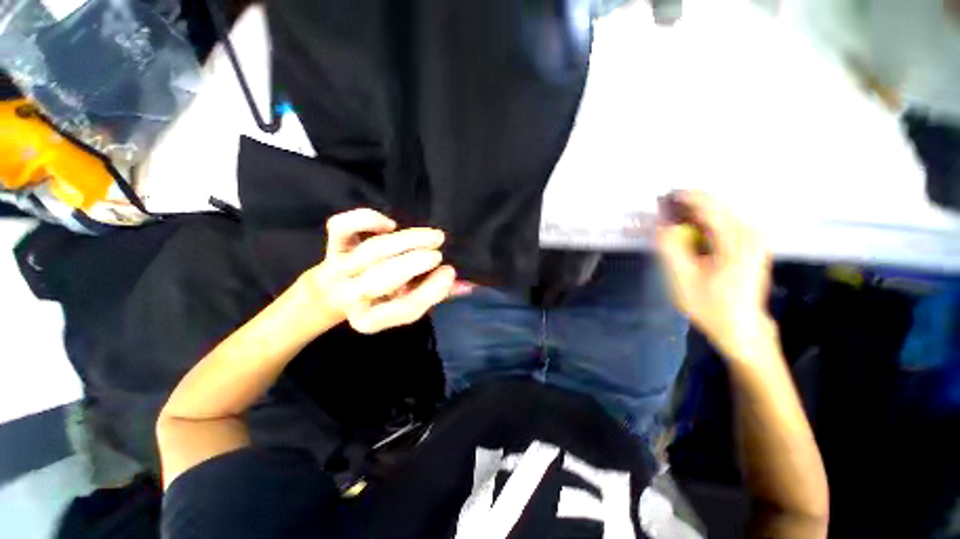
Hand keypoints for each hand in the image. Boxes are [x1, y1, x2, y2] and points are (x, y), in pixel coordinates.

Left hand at [301, 209, 456, 333]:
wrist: (338, 290)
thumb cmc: (382, 298)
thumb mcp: (410, 302)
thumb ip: (437, 293)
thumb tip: (468, 285)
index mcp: (370, 320)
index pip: (403, 309)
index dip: (430, 291)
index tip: (450, 274)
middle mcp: (350, 297)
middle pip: (381, 279)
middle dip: (413, 264)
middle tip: (438, 254)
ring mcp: (338, 269)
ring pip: (371, 251)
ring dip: (407, 241)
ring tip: (434, 236)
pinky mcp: (333, 245)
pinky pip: (341, 227)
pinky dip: (365, 220)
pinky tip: (389, 224)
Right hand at [655, 191, 774, 360]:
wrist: (740, 326)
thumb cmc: (710, 306)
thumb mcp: (683, 279)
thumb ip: (670, 248)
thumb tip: (660, 224)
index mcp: (738, 242)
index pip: (709, 206)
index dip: (683, 199)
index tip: (660, 199)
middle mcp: (751, 234)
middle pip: (716, 205)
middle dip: (687, 206)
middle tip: (662, 214)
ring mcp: (754, 238)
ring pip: (719, 212)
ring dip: (693, 214)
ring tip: (671, 224)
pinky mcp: (751, 243)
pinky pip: (724, 223)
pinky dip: (703, 223)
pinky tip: (689, 233)